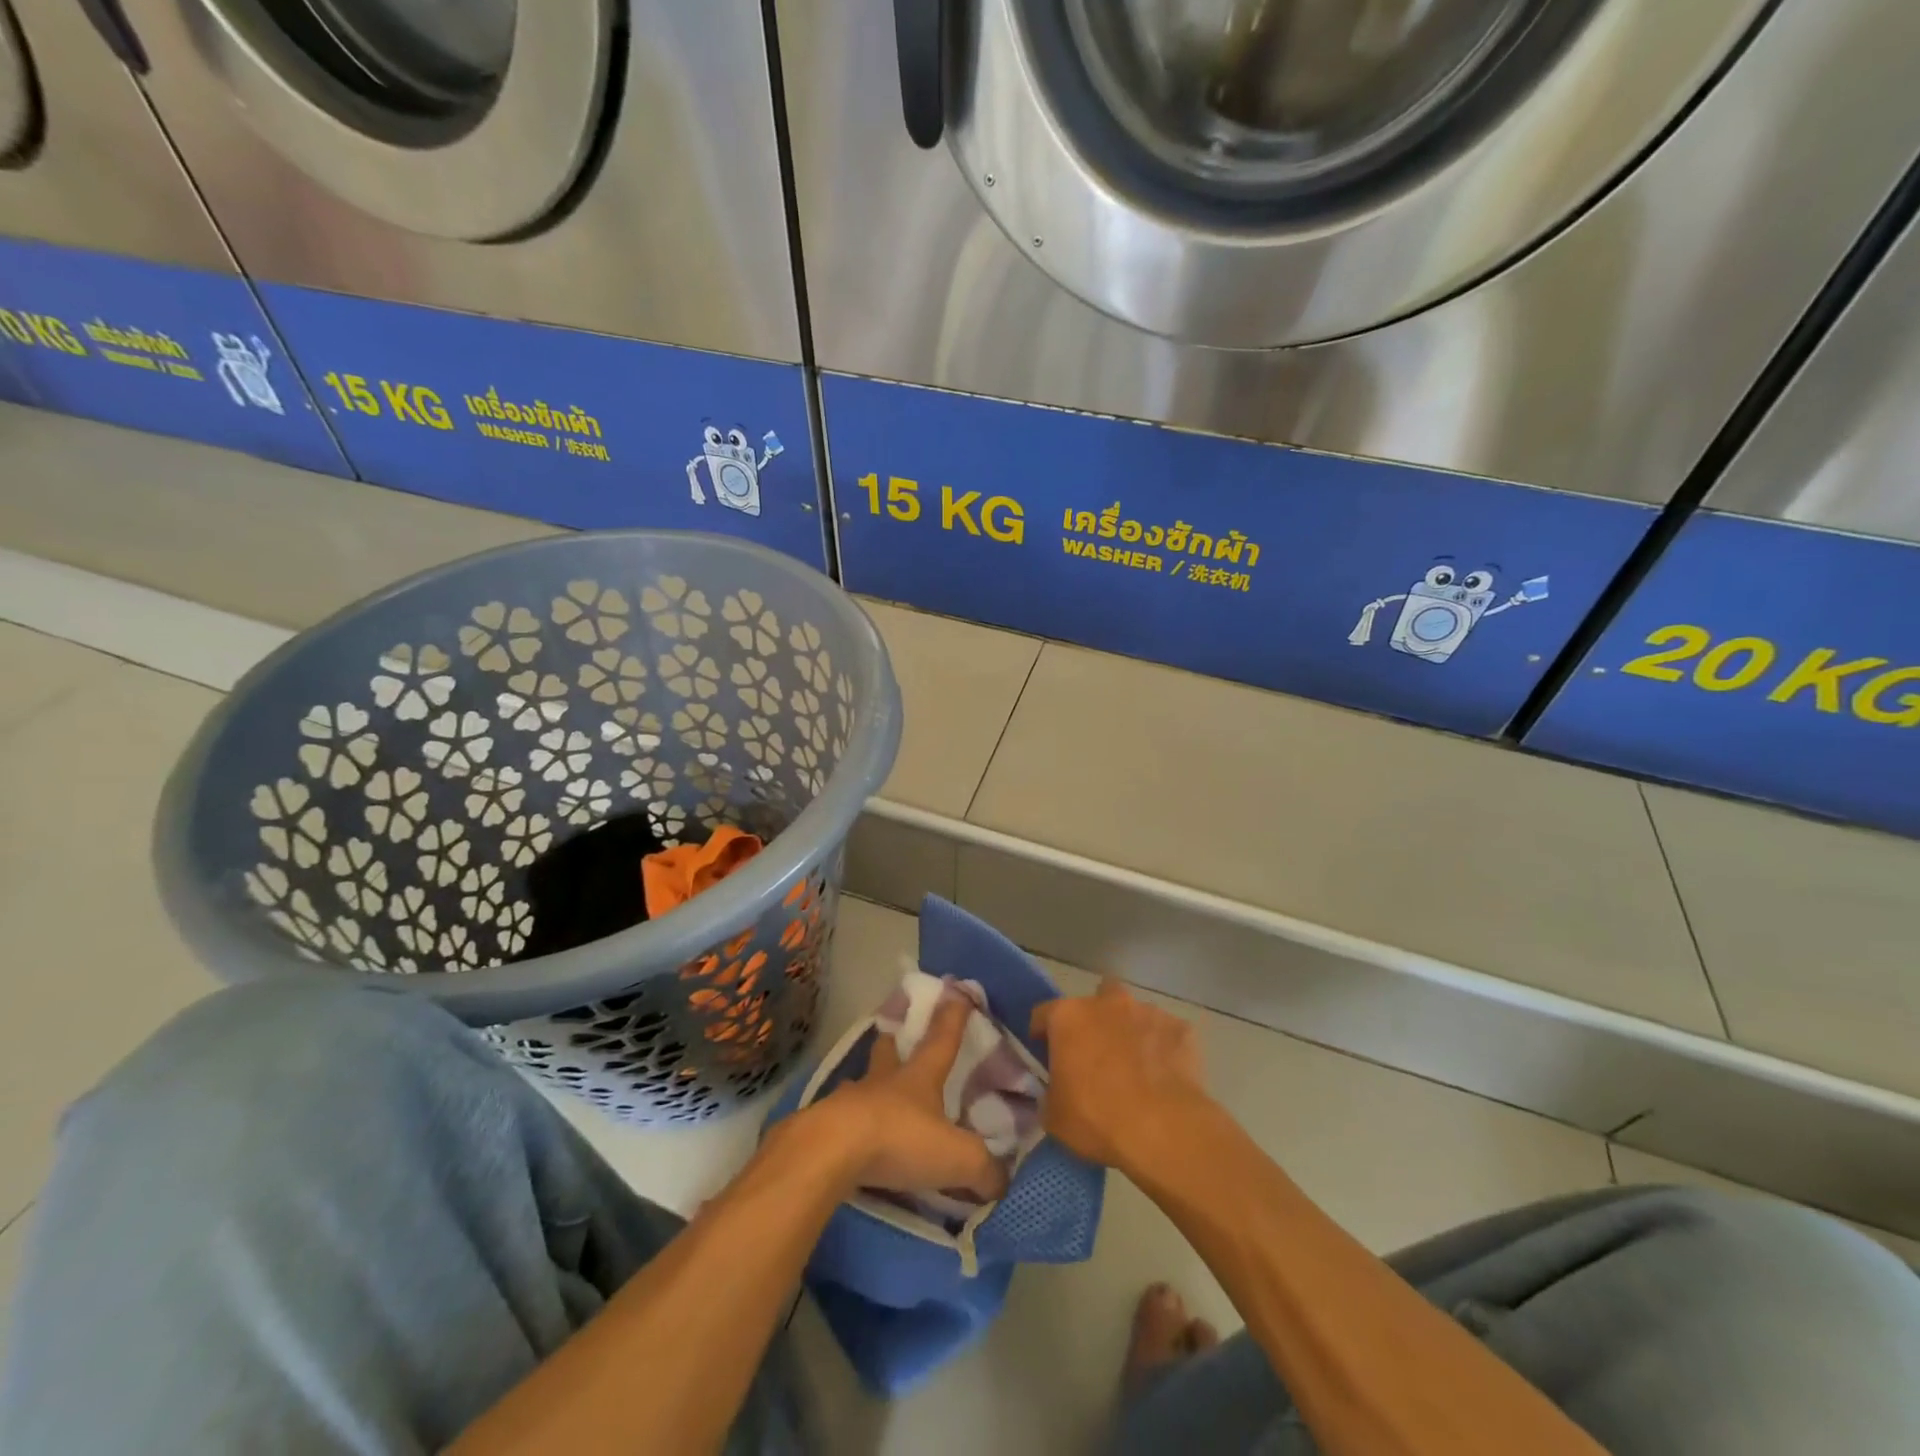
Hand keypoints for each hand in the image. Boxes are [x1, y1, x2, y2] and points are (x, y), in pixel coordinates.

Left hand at [806, 996, 1007, 1200]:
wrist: (830, 1152)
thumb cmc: (899, 1139)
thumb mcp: (956, 1157)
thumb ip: (984, 1169)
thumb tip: (1002, 1182)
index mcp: (919, 1078)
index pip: (942, 1040)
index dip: (953, 1017)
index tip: (958, 990)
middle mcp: (884, 1081)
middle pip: (888, 1051)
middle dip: (893, 1042)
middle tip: (893, 1036)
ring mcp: (850, 1101)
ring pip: (861, 1084)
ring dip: (868, 1085)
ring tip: (871, 1094)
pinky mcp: (824, 1126)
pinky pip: (840, 1119)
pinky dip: (848, 1124)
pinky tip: (849, 1137)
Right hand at [1031, 978, 1211, 1174]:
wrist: (1163, 1129)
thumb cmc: (1097, 1118)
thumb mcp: (1054, 1117)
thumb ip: (1050, 1095)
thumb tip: (1057, 1093)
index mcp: (1068, 1017)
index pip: (1043, 1014)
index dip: (1043, 1034)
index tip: (1047, 1054)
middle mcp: (1107, 1003)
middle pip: (1096, 998)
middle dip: (1096, 1019)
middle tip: (1097, 1053)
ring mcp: (1147, 1012)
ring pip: (1134, 1013)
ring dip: (1131, 1032)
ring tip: (1136, 1068)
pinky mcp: (1180, 1028)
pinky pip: (1166, 1034)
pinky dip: (1163, 1049)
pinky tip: (1165, 1077)